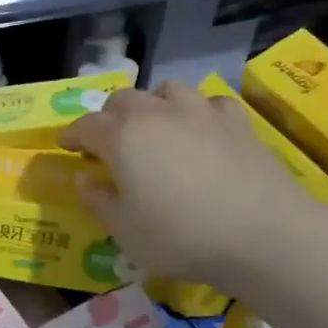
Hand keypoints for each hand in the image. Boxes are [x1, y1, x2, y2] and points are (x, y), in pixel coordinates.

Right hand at [58, 82, 316, 285]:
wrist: (262, 234)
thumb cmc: (180, 237)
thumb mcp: (125, 232)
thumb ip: (99, 202)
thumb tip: (84, 180)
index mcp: (122, 137)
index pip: (86, 125)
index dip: (71, 135)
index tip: (65, 147)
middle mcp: (157, 114)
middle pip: (123, 99)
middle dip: (109, 117)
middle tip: (108, 143)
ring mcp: (200, 112)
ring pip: (167, 90)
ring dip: (153, 105)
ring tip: (155, 129)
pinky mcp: (237, 121)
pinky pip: (209, 103)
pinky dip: (198, 112)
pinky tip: (201, 131)